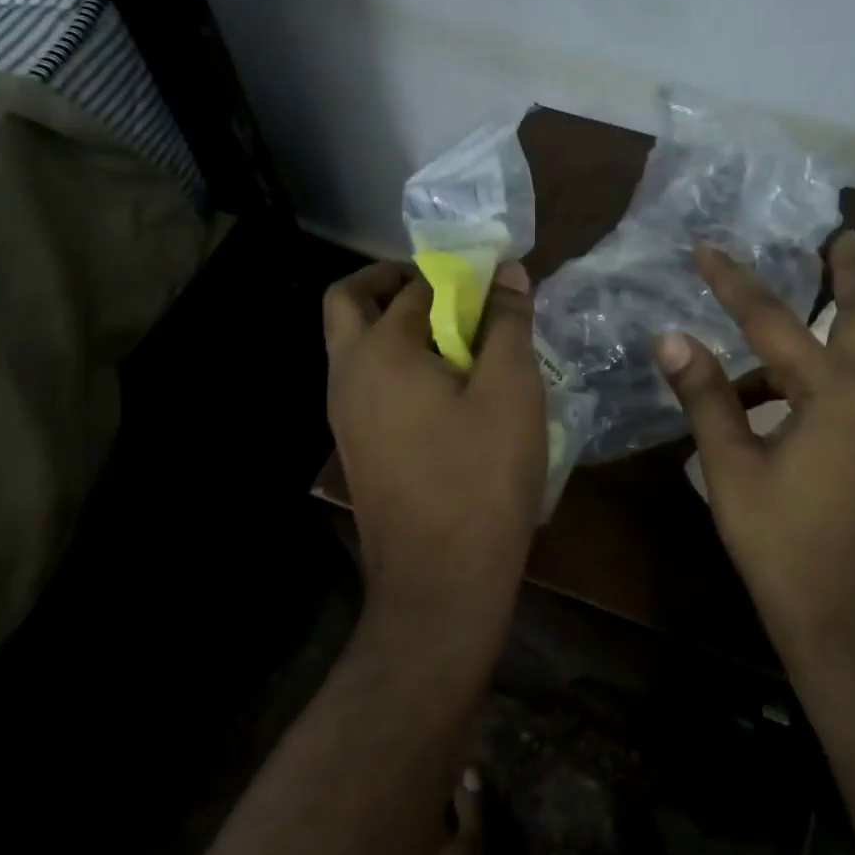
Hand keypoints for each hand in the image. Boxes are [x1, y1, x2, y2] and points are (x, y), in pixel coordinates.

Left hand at [324, 260, 546, 637]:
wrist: (440, 582)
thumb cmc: (481, 479)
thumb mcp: (511, 391)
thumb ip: (507, 324)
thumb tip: (505, 272)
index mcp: (379, 350)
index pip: (417, 285)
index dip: (459, 274)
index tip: (493, 280)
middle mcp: (347, 374)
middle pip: (351, 302)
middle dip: (395, 282)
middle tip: (449, 292)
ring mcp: (343, 414)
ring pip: (354, 344)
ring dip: (393, 324)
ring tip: (456, 340)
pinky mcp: (355, 446)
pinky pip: (366, 382)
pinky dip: (394, 363)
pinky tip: (444, 389)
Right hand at [656, 235, 854, 674]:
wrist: (844, 622)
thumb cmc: (781, 544)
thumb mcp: (731, 467)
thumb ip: (705, 397)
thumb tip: (670, 338)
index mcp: (831, 395)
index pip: (772, 321)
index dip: (734, 283)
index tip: (705, 249)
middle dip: (850, 274)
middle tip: (845, 235)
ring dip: (832, 324)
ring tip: (779, 318)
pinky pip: (852, 390)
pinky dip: (821, 372)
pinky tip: (780, 391)